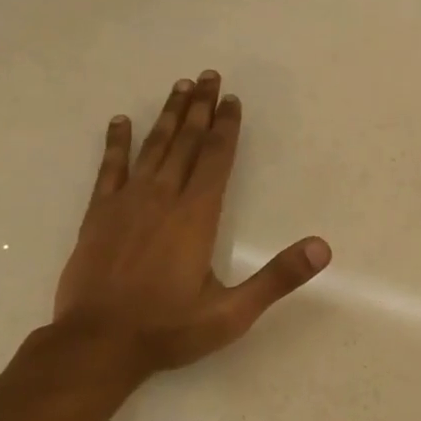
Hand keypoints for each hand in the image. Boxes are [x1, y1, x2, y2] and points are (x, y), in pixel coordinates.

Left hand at [52, 71, 331, 388]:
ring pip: (153, 147)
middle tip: (208, 76)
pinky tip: (120, 122)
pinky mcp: (98, 214)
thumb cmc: (168, 329)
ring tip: (179, 87)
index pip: (217, 159)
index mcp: (197, 216)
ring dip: (168, 116)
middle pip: (187, 143)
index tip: (232, 99)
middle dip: (200, 108)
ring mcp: (127, 203)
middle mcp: (163, 198)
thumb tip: (322, 248)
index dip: (226, 127)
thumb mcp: (232, 312)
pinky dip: (115, 143)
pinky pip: (108, 168)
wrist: (97, 345)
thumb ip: (278, 278)